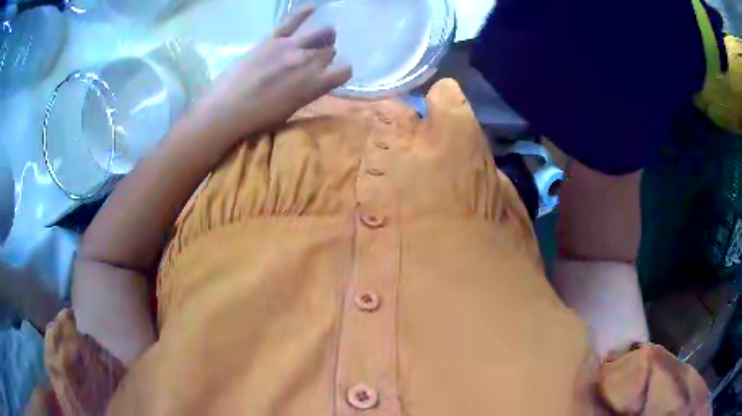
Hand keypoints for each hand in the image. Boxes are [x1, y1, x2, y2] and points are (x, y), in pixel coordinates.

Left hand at [189, 7, 351, 147]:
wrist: (227, 110)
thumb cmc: (258, 119)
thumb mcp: (291, 109)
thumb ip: (307, 90)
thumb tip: (312, 80)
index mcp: (315, 84)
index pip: (344, 71)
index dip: (341, 71)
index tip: (334, 74)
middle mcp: (309, 61)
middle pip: (329, 51)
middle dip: (326, 55)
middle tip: (315, 60)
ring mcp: (291, 47)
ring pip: (320, 33)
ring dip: (323, 36)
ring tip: (321, 36)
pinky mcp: (272, 39)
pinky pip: (291, 21)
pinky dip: (302, 13)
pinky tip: (311, 8)